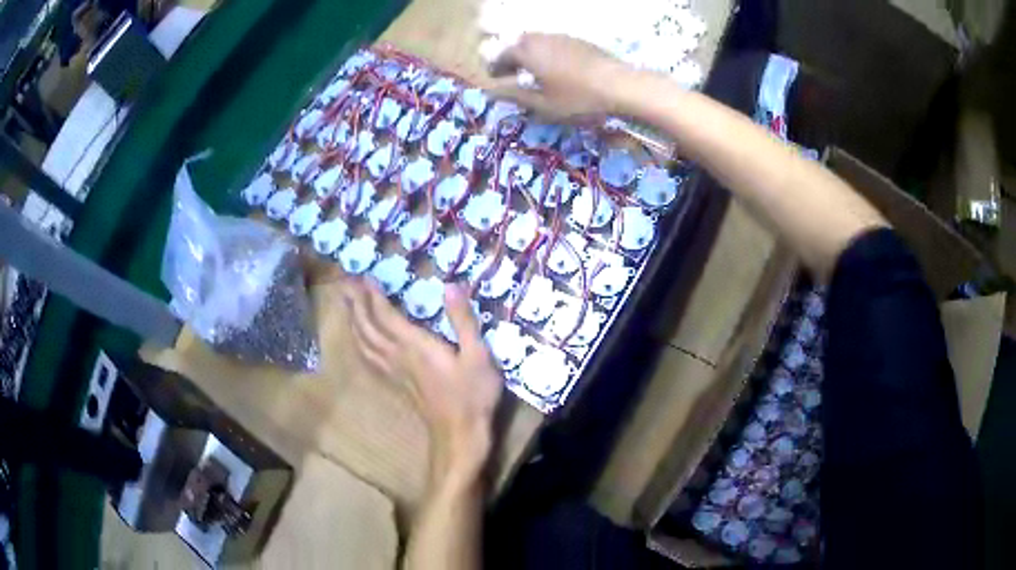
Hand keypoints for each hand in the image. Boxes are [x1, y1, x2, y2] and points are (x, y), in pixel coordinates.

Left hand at [343, 279, 502, 477]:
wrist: (460, 434)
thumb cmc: (471, 394)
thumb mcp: (477, 355)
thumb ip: (463, 321)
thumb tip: (450, 286)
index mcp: (415, 346)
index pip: (385, 316)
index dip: (372, 296)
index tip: (363, 277)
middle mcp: (398, 356)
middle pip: (368, 328)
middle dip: (356, 305)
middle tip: (345, 285)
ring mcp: (395, 372)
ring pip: (365, 344)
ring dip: (354, 323)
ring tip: (345, 307)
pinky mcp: (397, 384)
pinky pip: (370, 360)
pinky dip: (361, 345)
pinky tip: (360, 343)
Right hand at [488, 33, 633, 122]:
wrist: (621, 86)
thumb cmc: (578, 98)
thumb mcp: (543, 104)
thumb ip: (515, 96)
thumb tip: (492, 92)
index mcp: (527, 52)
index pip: (502, 56)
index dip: (495, 69)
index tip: (495, 81)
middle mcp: (541, 39)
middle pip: (519, 44)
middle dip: (512, 58)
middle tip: (514, 76)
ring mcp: (562, 37)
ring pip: (538, 42)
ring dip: (531, 55)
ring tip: (535, 74)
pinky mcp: (579, 41)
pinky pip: (555, 43)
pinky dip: (548, 54)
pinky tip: (558, 70)